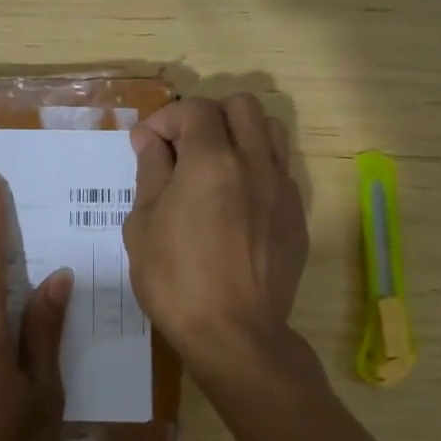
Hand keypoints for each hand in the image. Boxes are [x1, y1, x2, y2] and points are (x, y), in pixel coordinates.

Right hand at [122, 94, 309, 379]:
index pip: (194, 110)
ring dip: (241, 133)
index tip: (146, 145)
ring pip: (271, 130)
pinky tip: (236, 200)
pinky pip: (281, 170)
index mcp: (212, 161)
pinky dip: (257, 168)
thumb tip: (149, 139)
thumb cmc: (176, 280)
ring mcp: (283, 189)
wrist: (234, 335)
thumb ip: (150, 171)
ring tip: (215, 164)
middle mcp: (255, 163)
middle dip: (208, 115)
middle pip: (242, 106)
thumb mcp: (143, 224)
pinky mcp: (297, 215)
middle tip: (183, 147)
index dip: (165, 119)